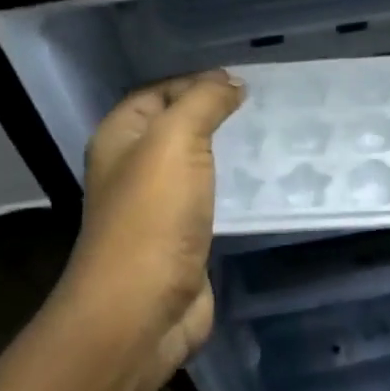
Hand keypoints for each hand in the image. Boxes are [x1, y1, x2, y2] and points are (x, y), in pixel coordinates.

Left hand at [53, 71, 244, 383]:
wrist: (141, 309)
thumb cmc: (152, 217)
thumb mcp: (175, 141)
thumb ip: (203, 103)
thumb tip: (231, 83)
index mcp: (119, 139)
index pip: (157, 93)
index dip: (194, 82)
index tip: (242, 82)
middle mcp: (133, 169)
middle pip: (175, 127)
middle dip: (214, 114)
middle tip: (263, 107)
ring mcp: (157, 207)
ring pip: (194, 165)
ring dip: (226, 151)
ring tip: (270, 137)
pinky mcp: (182, 239)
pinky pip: (210, 200)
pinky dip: (232, 187)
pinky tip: (262, 183)